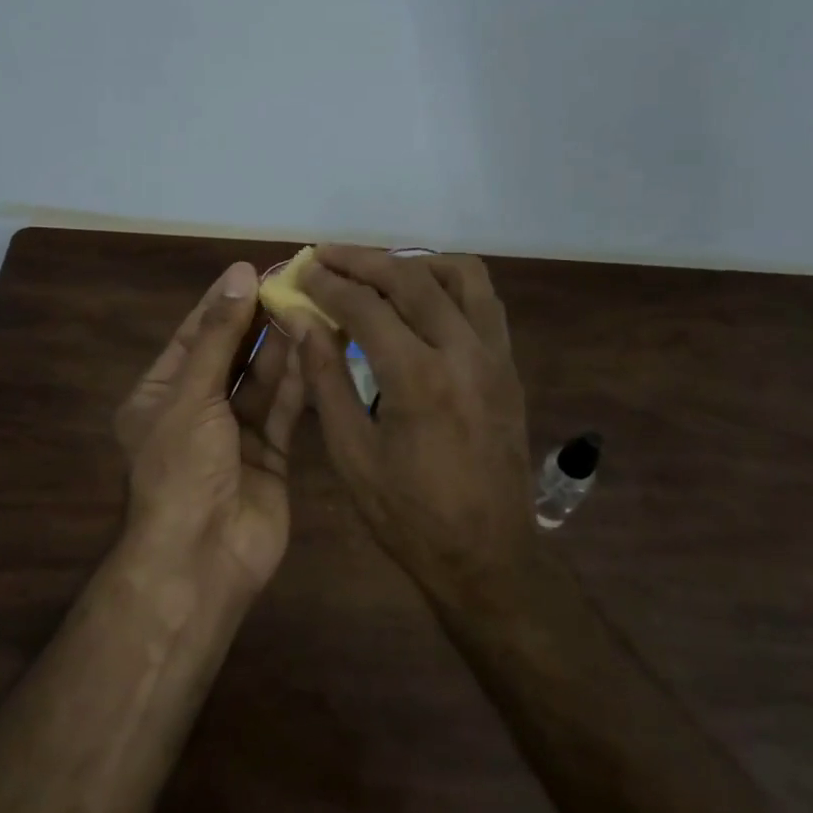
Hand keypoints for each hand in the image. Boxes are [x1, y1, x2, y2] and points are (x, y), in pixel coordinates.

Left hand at [115, 260, 304, 592]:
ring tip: (309, 308)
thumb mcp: (192, 395)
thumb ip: (220, 337)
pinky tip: (317, 348)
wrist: (203, 556)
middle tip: (291, 285)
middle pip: (230, 356)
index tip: (251, 271)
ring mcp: (234, 436)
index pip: (193, 337)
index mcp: (160, 395)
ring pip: (261, 382)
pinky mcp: (270, 456)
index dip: (221, 304)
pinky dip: (299, 382)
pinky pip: (283, 410)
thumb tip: (238, 275)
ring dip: (282, 348)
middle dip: (256, 323)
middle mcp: (196, 412)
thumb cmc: (182, 468)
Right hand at [293, 247, 533, 598]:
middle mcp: (464, 352)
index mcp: (418, 378)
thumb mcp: (352, 455)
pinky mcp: (510, 367)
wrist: (487, 557)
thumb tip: (303, 322)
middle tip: (327, 255)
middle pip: (412, 277)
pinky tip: (422, 298)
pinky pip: (484, 302)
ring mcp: (496, 356)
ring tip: (377, 270)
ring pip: (461, 276)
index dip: (328, 284)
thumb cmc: (408, 516)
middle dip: (363, 259)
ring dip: (414, 262)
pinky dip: (450, 284)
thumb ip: (326, 380)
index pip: (366, 307)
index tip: (302, 271)